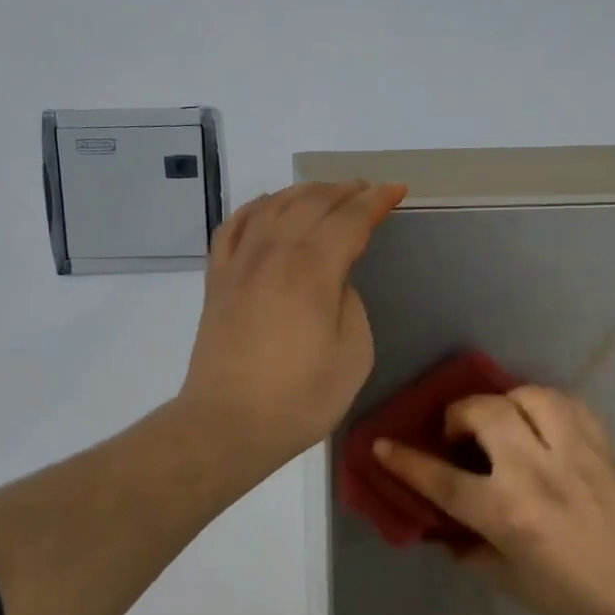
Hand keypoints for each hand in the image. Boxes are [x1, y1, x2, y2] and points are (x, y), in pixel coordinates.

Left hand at [178, 179, 406, 473]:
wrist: (227, 424)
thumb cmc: (300, 398)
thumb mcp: (354, 355)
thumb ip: (350, 303)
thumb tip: (335, 279)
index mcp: (313, 270)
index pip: (350, 218)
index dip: (376, 200)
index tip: (396, 190)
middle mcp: (274, 253)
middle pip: (312, 202)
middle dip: (345, 190)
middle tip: (367, 190)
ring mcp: (240, 263)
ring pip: (273, 205)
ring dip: (304, 191)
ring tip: (326, 192)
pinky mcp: (217, 279)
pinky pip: (234, 226)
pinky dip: (255, 207)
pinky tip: (267, 207)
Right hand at [374, 387, 614, 614]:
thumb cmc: (580, 602)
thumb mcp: (512, 584)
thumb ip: (473, 547)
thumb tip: (446, 525)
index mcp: (508, 514)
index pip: (442, 479)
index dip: (406, 461)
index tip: (383, 445)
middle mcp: (536, 473)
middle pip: (484, 414)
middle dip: (459, 415)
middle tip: (459, 435)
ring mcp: (574, 453)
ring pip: (528, 396)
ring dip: (504, 403)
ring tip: (503, 421)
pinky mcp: (604, 445)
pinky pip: (567, 403)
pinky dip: (545, 405)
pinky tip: (542, 422)